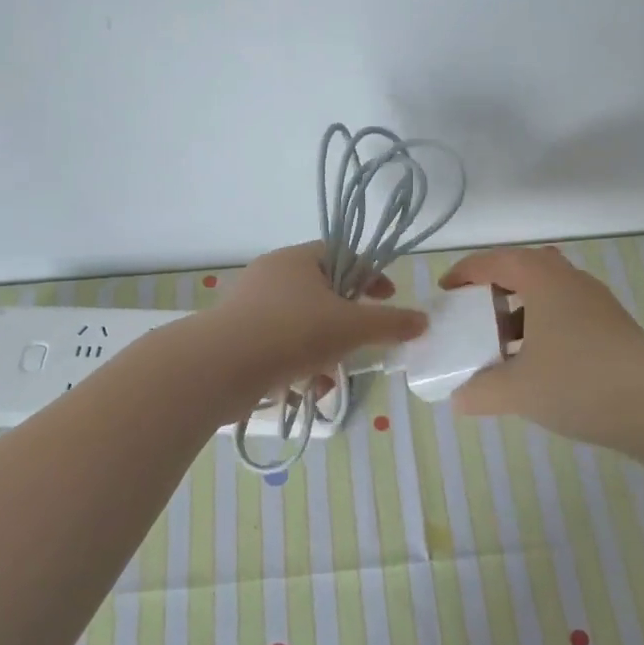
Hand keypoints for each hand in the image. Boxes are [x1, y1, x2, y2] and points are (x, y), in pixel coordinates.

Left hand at [208, 242, 426, 395]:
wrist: (221, 367)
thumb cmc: (293, 333)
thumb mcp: (353, 327)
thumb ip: (391, 323)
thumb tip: (422, 321)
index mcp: (298, 259)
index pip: (344, 255)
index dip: (371, 276)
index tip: (386, 300)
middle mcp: (271, 274)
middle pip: (322, 292)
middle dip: (346, 322)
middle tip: (360, 342)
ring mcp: (249, 305)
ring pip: (301, 323)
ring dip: (323, 348)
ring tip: (331, 376)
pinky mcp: (236, 336)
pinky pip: (278, 343)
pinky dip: (297, 362)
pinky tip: (305, 389)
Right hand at [439, 245, 643, 456]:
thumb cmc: (580, 384)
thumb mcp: (517, 391)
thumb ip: (478, 392)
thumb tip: (457, 398)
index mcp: (544, 281)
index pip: (495, 261)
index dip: (465, 272)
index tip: (445, 292)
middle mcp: (571, 282)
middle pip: (526, 268)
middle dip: (496, 285)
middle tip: (475, 311)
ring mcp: (597, 304)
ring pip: (548, 293)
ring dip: (520, 310)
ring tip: (500, 343)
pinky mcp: (613, 328)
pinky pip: (565, 314)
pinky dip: (542, 327)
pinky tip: (535, 364)